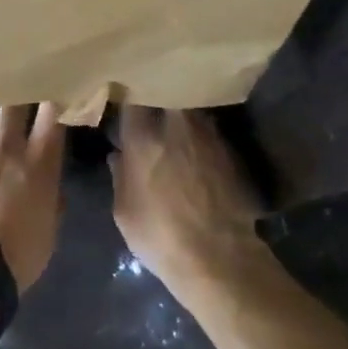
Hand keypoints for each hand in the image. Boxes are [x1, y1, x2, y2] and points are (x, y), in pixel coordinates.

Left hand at [0, 104, 64, 292]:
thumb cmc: (19, 256)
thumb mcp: (50, 226)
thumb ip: (51, 193)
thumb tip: (47, 178)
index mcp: (37, 162)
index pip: (52, 113)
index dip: (53, 102)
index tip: (53, 101)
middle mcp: (3, 147)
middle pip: (13, 105)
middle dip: (18, 107)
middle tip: (18, 118)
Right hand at [109, 107, 260, 285]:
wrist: (218, 256)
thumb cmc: (160, 235)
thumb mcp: (124, 211)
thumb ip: (119, 176)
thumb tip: (118, 155)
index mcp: (143, 138)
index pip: (132, 100)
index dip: (127, 95)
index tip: (123, 96)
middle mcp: (176, 126)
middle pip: (167, 92)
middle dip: (159, 93)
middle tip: (150, 103)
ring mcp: (207, 135)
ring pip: (190, 108)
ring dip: (181, 112)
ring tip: (173, 124)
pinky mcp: (229, 150)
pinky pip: (209, 129)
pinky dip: (200, 132)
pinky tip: (195, 147)